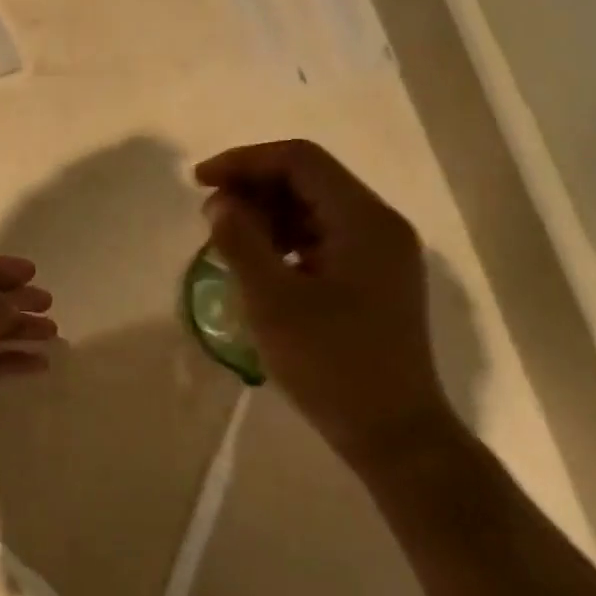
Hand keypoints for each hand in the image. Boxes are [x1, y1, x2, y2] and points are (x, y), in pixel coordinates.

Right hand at [195, 140, 454, 469]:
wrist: (394, 435)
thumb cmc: (332, 364)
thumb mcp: (273, 301)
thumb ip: (240, 241)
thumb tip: (219, 202)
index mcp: (363, 220)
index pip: (299, 160)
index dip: (244, 162)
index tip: (200, 182)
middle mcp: (379, 224)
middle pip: (309, 179)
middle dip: (254, 188)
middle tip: (211, 216)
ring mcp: (381, 252)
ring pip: (314, 207)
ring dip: (267, 214)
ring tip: (228, 241)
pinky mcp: (375, 277)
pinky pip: (323, 237)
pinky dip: (286, 239)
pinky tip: (259, 264)